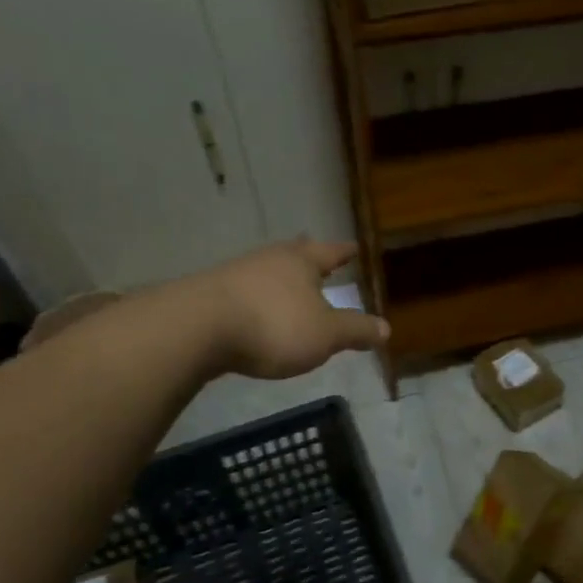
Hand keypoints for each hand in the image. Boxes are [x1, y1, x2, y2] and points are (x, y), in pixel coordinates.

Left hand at [174, 239, 388, 379]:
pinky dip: (257, 299)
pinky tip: (256, 311)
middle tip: (317, 255)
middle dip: (307, 257)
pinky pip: (244, 293)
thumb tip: (386, 328)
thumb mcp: (326, 334)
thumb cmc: (274, 326)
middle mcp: (269, 260)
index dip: (344, 252)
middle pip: (294, 254)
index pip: (330, 252)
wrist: (196, 330)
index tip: (354, 248)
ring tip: (289, 287)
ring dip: (280, 279)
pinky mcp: (210, 296)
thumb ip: (356, 330)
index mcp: (301, 262)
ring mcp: (236, 275)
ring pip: (266, 272)